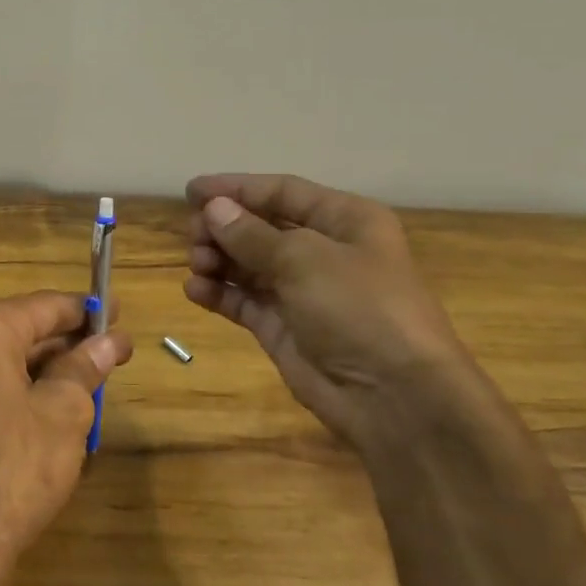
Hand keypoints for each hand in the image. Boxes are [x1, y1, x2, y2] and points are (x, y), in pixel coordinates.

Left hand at [0, 292, 132, 585]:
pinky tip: (57, 414)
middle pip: (23, 332)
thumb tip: (107, 343)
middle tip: (115, 354)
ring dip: (50, 372)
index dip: (87, 310)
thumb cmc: (13, 465)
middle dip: (70, 344)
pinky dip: (24, 394)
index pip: (44, 306)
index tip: (120, 314)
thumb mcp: (64, 412)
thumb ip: (84, 368)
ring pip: (7, 363)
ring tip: (94, 385)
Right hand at [184, 174, 473, 445]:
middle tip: (193, 235)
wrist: (394, 397)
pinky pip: (245, 301)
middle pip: (262, 227)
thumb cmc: (359, 309)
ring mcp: (303, 292)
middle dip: (224, 228)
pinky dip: (220, 293)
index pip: (282, 192)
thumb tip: (214, 208)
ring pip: (249, 264)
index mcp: (345, 220)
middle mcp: (324, 251)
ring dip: (219, 259)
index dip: (236, 189)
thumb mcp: (305, 260)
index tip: (191, 191)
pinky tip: (195, 290)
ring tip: (197, 264)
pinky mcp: (284, 328)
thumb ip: (252, 234)